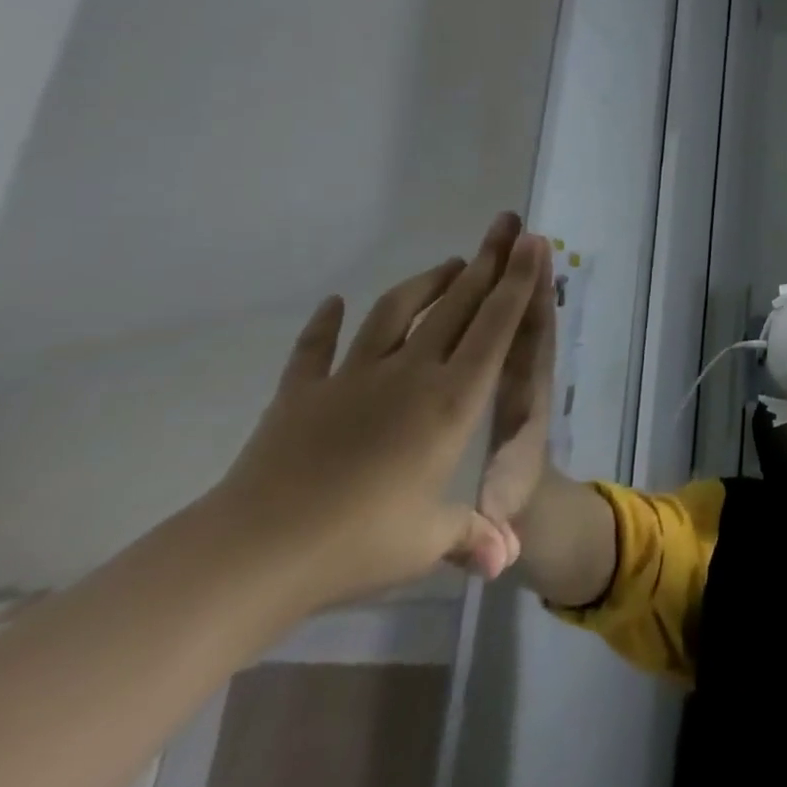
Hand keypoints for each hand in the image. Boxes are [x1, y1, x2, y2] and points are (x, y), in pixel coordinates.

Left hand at [206, 212, 548, 610]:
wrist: (254, 553)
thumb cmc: (357, 543)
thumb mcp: (428, 542)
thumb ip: (473, 537)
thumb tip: (509, 560)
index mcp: (451, 399)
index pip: (496, 327)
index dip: (517, 281)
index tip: (532, 243)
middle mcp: (411, 372)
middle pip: (456, 304)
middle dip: (486, 261)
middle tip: (504, 226)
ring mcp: (353, 377)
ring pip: (397, 311)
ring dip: (426, 282)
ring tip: (448, 263)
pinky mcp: (302, 393)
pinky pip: (315, 349)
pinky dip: (325, 323)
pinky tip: (333, 303)